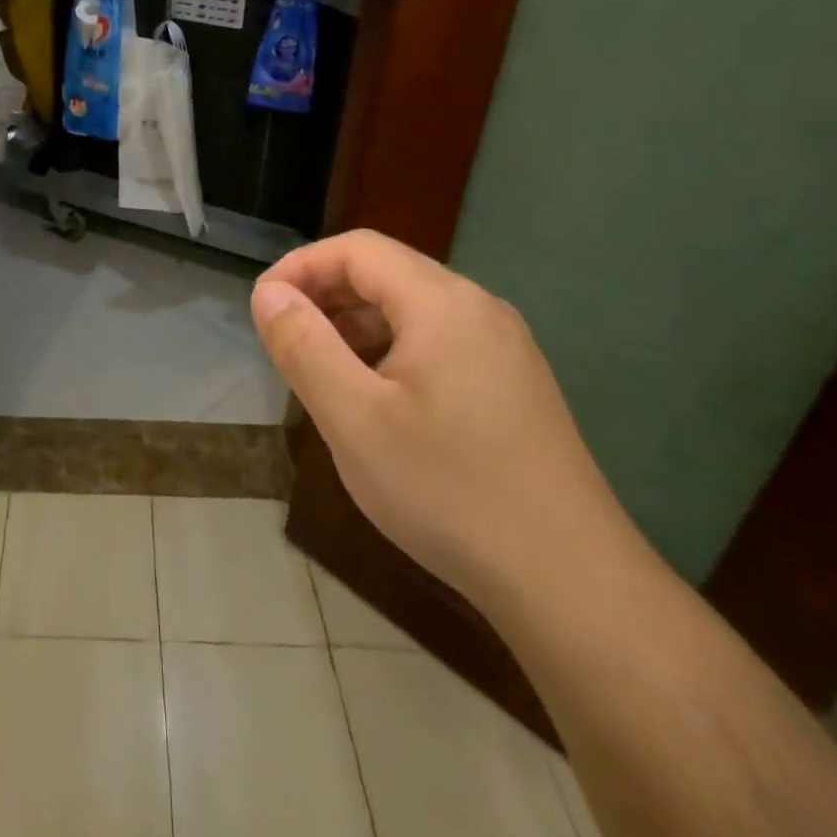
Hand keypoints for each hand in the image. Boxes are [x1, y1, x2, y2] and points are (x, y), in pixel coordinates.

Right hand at [252, 230, 635, 611]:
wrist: (574, 586)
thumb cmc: (449, 492)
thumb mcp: (353, 419)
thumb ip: (303, 345)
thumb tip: (269, 293)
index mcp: (442, 303)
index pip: (357, 249)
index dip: (300, 267)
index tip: (263, 310)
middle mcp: (478, 309)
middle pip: (385, 272)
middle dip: (325, 295)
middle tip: (285, 342)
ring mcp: (503, 348)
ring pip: (411, 309)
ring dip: (355, 325)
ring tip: (321, 373)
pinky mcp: (513, 384)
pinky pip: (437, 342)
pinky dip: (390, 351)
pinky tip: (376, 401)